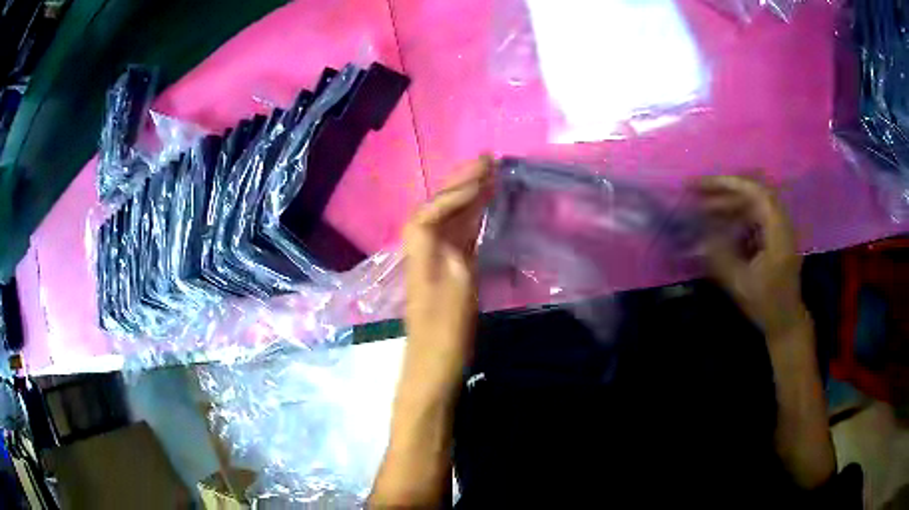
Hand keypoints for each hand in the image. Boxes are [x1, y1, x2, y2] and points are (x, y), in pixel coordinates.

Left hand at [402, 157, 493, 392]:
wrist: (435, 365)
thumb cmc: (447, 335)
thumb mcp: (455, 297)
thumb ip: (456, 257)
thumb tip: (460, 225)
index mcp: (423, 254)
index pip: (430, 212)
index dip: (453, 194)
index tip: (482, 177)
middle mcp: (426, 250)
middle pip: (438, 208)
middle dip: (459, 183)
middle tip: (486, 160)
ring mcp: (438, 260)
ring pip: (451, 219)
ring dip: (467, 195)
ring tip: (488, 174)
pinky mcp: (451, 269)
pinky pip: (461, 234)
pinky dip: (473, 216)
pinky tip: (485, 207)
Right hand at [698, 175, 809, 340]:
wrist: (785, 321)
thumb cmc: (767, 304)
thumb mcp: (741, 284)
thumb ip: (720, 257)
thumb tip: (698, 237)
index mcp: (778, 231)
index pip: (755, 192)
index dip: (729, 184)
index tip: (703, 186)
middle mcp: (779, 223)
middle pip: (751, 194)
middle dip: (723, 192)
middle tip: (696, 194)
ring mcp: (776, 229)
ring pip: (750, 205)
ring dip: (727, 204)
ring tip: (702, 209)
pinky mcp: (772, 237)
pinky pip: (751, 217)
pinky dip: (734, 217)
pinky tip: (718, 226)